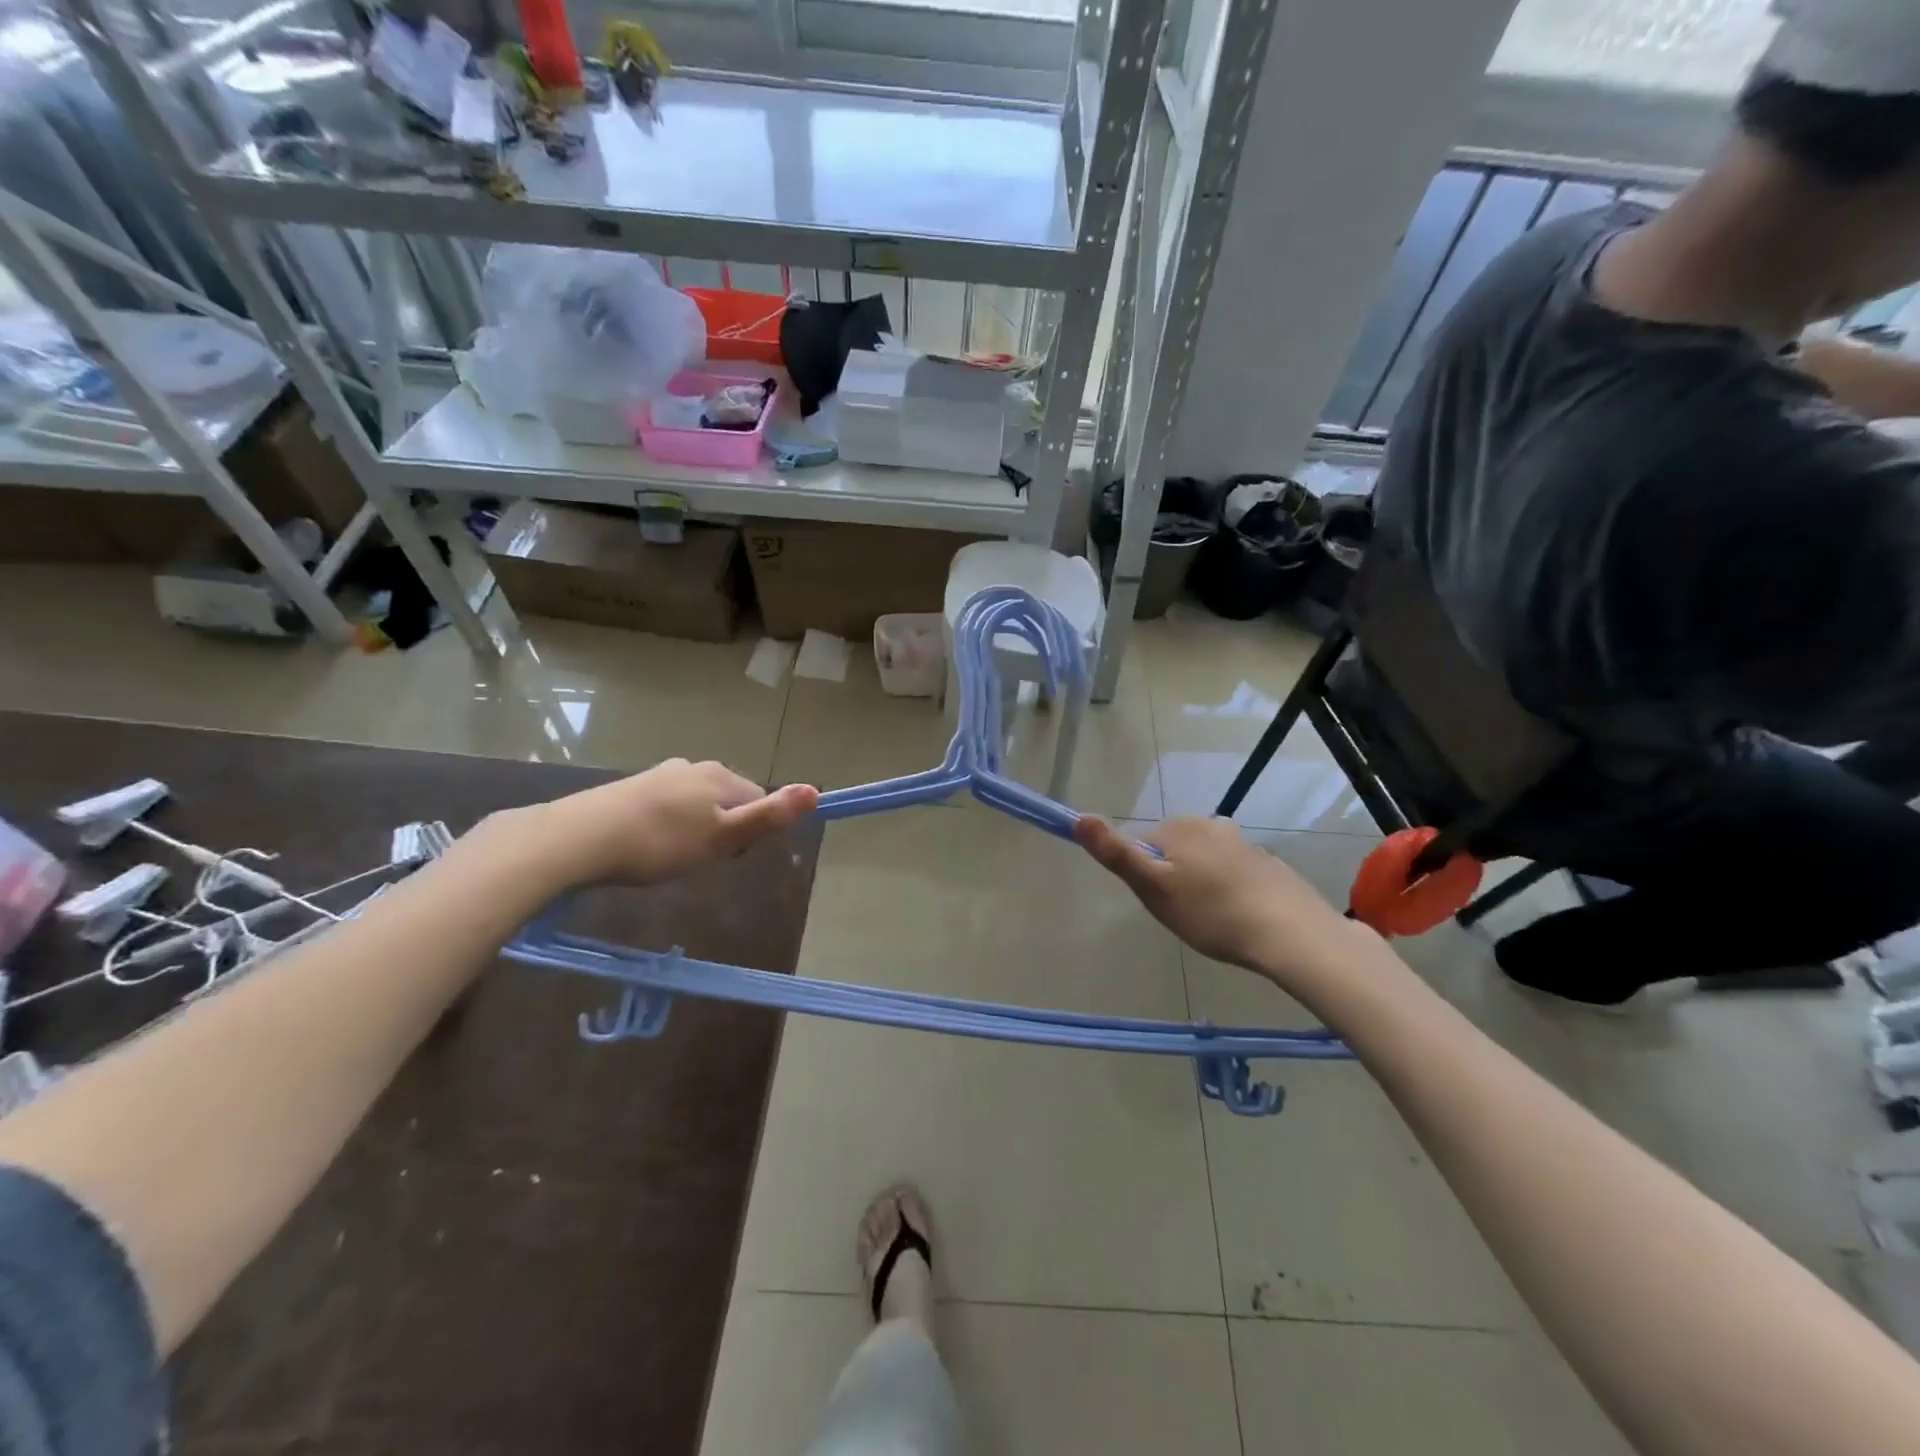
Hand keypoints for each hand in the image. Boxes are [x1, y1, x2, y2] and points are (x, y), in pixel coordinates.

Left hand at [502, 760, 818, 891]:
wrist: (578, 838)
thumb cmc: (660, 842)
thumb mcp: (722, 837)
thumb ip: (768, 816)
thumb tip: (816, 790)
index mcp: (720, 776)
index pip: (758, 799)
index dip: (751, 831)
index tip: (726, 857)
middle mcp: (694, 767)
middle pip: (728, 799)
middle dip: (722, 828)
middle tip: (698, 860)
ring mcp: (660, 774)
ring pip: (696, 803)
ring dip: (694, 828)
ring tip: (670, 857)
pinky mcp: (632, 787)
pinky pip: (667, 806)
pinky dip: (666, 825)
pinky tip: (646, 846)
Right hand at [1075, 816, 1379, 996]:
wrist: (1289, 933)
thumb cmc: (1211, 913)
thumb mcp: (1153, 888)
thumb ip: (1116, 854)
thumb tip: (1080, 817)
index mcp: (1178, 827)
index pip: (1142, 845)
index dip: (1145, 877)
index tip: (1162, 903)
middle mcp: (1209, 824)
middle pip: (1172, 851)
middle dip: (1172, 878)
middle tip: (1185, 915)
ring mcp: (1241, 842)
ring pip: (1203, 862)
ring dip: (1201, 884)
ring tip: (1213, 920)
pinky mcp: (1265, 862)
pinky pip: (1232, 872)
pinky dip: (1229, 889)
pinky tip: (1238, 916)